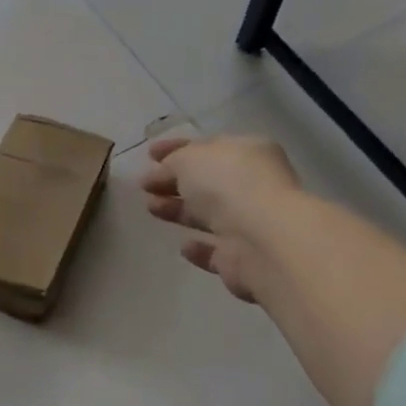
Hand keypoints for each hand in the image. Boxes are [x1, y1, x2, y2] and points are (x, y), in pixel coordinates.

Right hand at [141, 135, 300, 303]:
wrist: (261, 241)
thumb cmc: (227, 186)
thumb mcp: (189, 159)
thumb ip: (172, 162)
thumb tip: (162, 173)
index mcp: (248, 153)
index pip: (208, 147)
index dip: (176, 149)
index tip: (148, 154)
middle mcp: (253, 186)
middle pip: (206, 183)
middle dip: (173, 182)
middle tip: (144, 185)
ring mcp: (250, 223)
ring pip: (208, 215)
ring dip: (179, 211)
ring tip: (150, 208)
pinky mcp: (243, 258)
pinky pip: (215, 250)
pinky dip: (199, 247)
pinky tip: (183, 244)